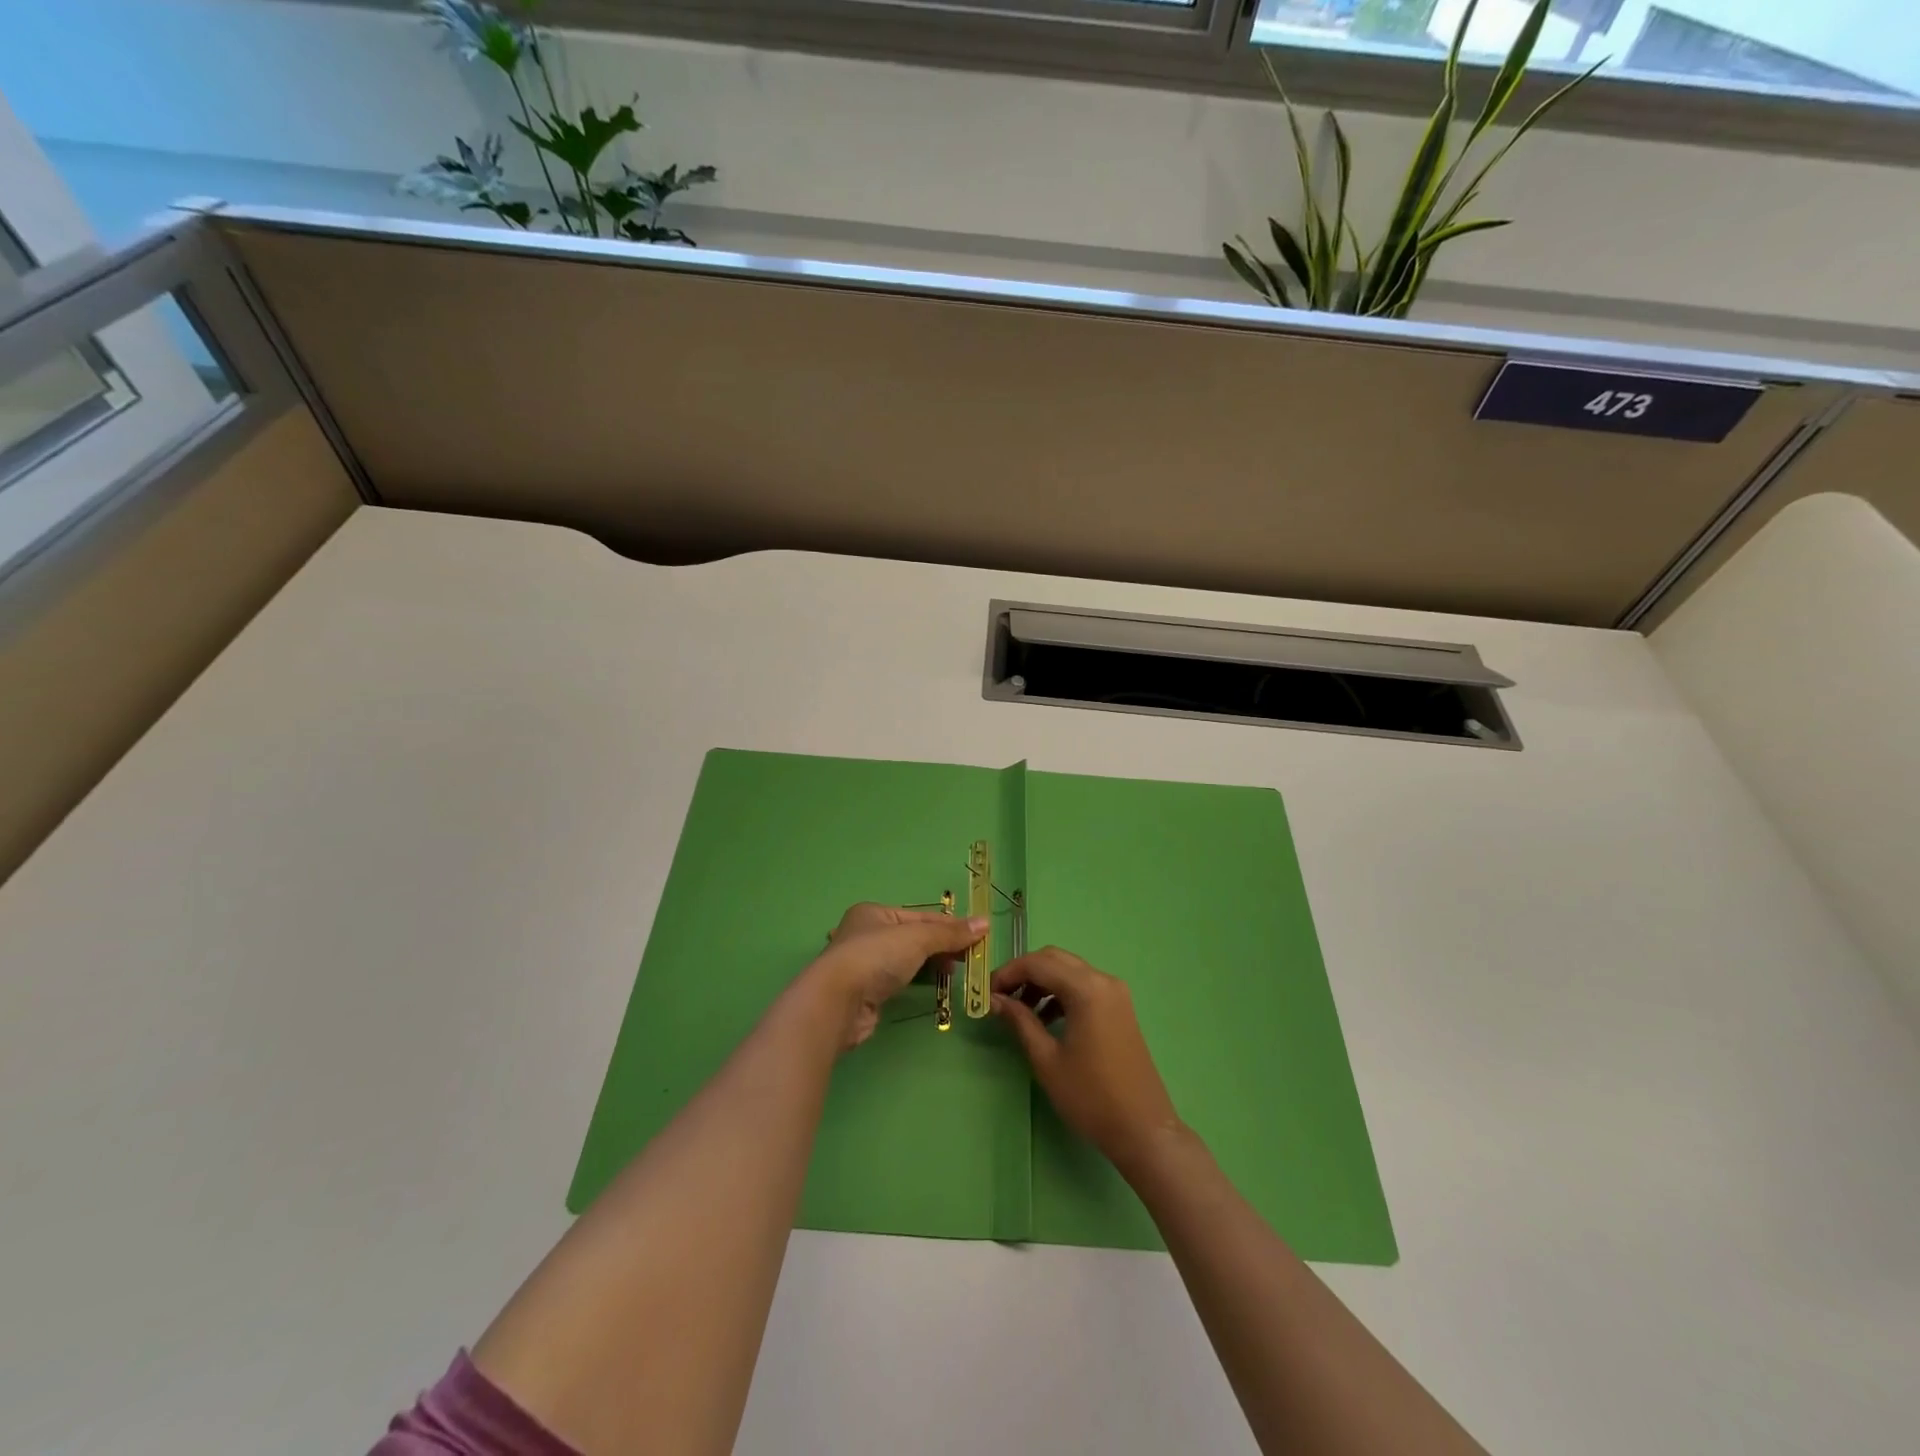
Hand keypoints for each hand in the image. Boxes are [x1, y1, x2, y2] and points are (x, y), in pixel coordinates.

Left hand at [806, 903, 987, 1049]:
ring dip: (932, 965)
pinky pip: (899, 980)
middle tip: (970, 958)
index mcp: (875, 913)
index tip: (979, 937)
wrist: (837, 1002)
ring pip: (907, 960)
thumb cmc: (876, 957)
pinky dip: (918, 981)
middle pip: (914, 938)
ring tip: (956, 973)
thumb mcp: (918, 938)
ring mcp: (865, 964)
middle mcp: (867, 934)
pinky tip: (934, 986)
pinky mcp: (866, 992)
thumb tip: (985, 924)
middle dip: (942, 946)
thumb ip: (950, 933)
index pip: (922, 916)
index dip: (951, 926)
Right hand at [993, 947, 1183, 1173]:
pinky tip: (1045, 1018)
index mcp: (1086, 989)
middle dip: (1024, 972)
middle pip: (1055, 959)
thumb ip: (1020, 1021)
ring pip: (1069, 971)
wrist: (1143, 1129)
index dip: (1008, 973)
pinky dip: (1061, 993)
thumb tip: (994, 999)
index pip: (1038, 963)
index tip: (986, 991)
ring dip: (1042, 982)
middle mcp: (1103, 980)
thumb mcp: (1047, 1059)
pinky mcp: (1120, 1007)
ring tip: (1019, 1011)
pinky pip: (1084, 986)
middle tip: (1000, 996)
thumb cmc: (1090, 1096)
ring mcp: (1115, 992)